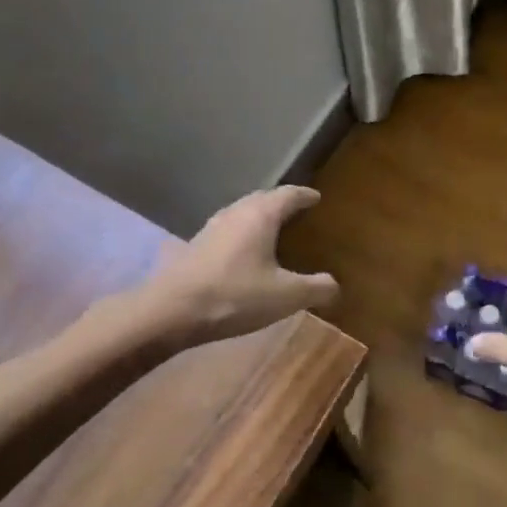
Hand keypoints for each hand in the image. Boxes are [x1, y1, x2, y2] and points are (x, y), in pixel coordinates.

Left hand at [140, 186, 338, 347]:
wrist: (170, 311)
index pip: (288, 194)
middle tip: (298, 212)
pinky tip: (245, 252)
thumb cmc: (234, 295)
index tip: (317, 198)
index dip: (305, 195)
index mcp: (260, 215)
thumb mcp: (285, 296)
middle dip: (281, 202)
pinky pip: (228, 229)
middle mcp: (236, 213)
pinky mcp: (196, 246)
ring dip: (259, 217)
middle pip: (263, 198)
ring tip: (274, 230)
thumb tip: (335, 285)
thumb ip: (315, 288)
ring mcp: (211, 227)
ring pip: (242, 212)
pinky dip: (243, 233)